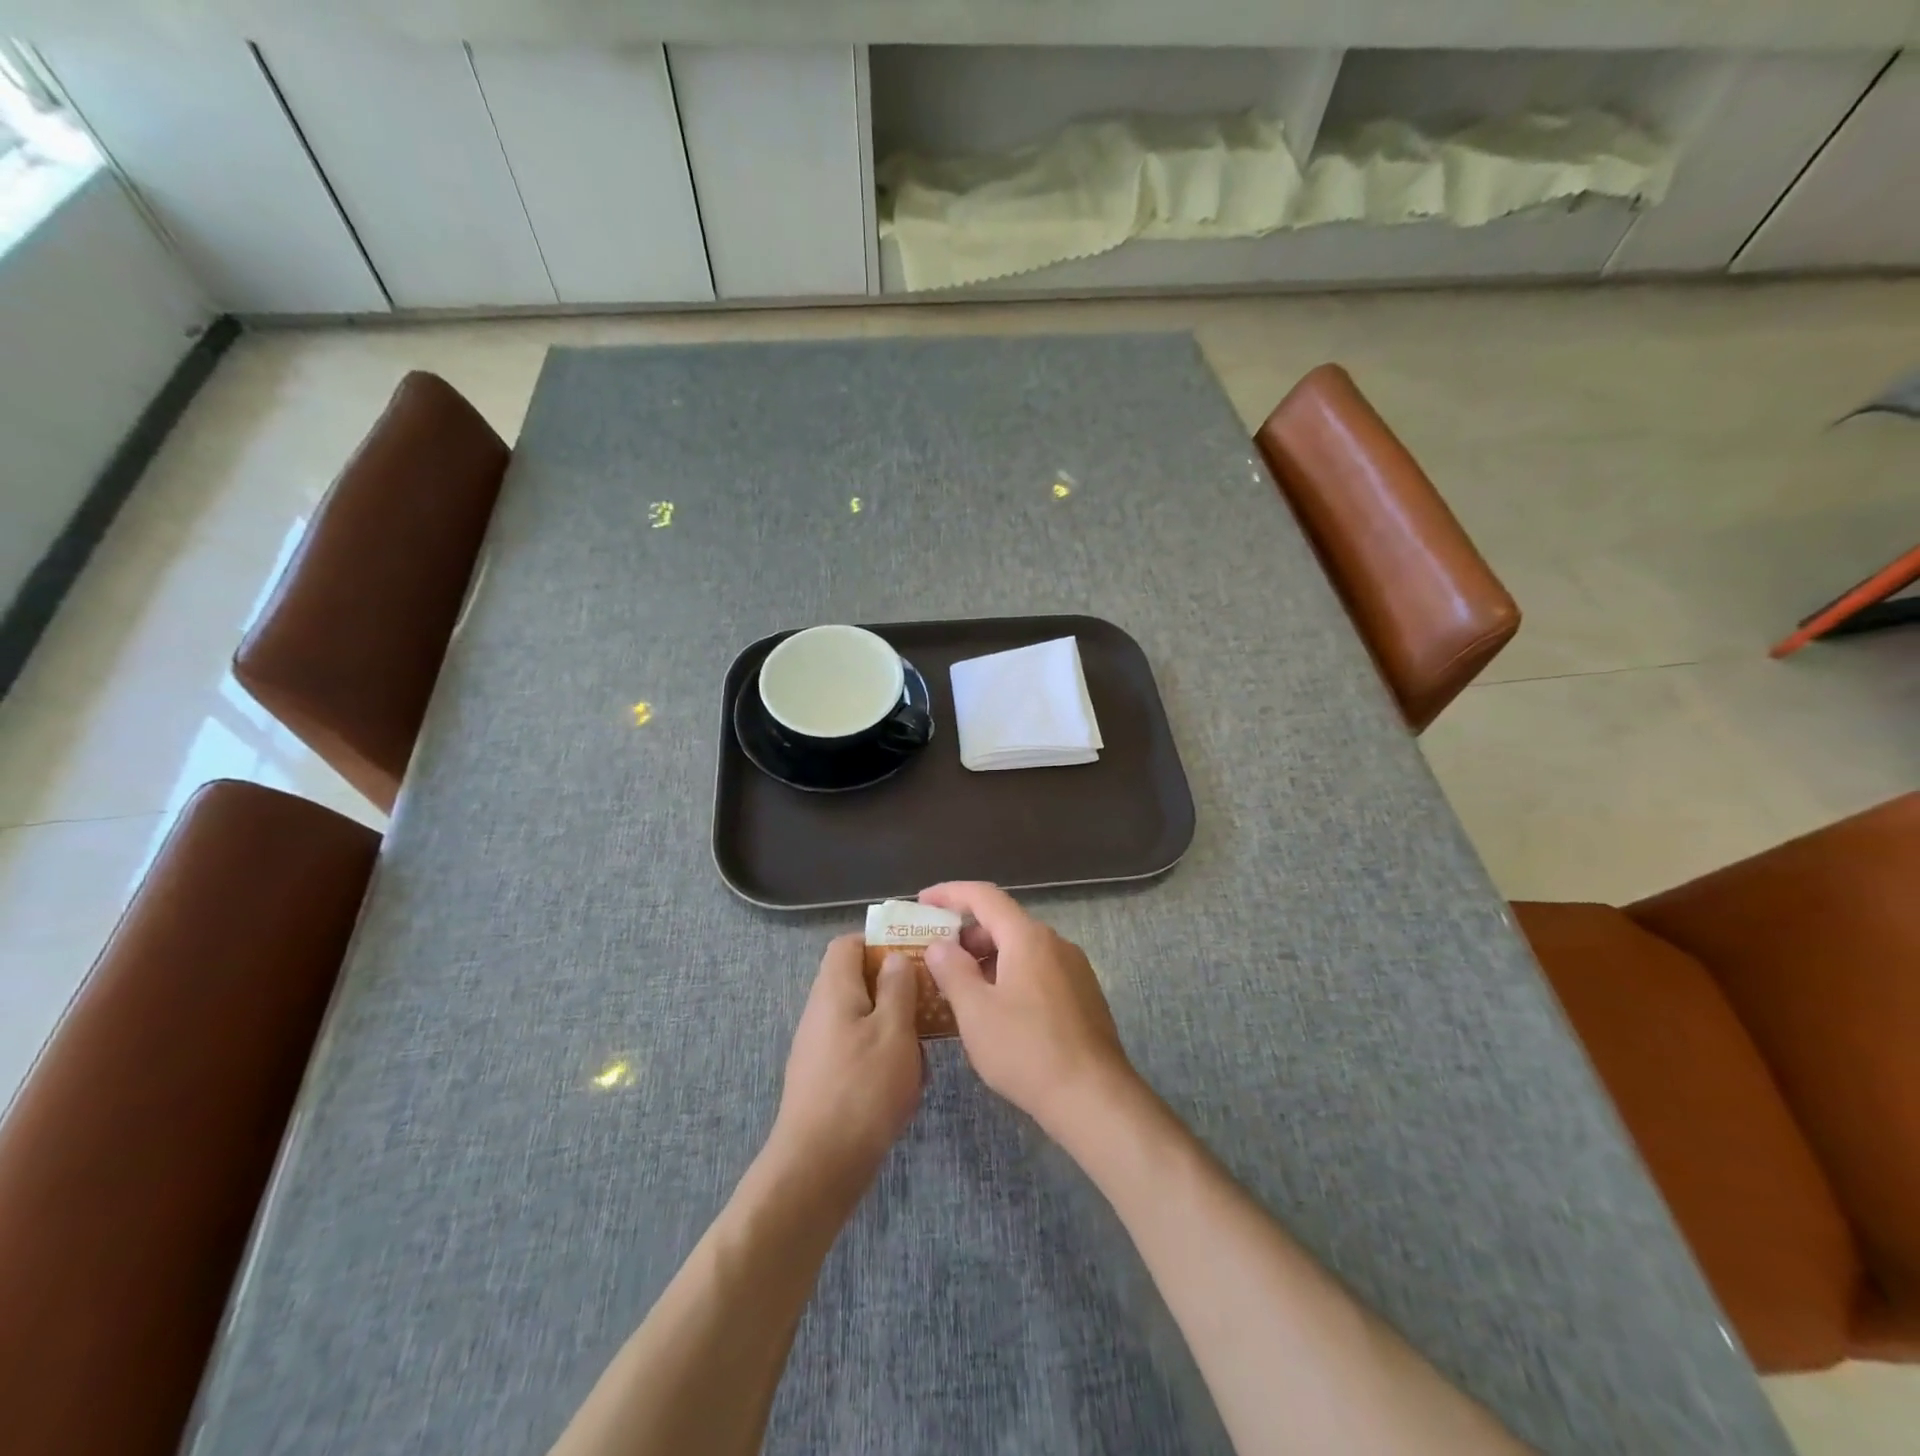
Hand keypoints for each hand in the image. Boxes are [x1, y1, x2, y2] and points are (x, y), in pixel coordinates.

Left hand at [768, 935, 923, 1195]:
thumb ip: (897, 988)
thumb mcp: (894, 1031)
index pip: (847, 944)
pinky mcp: (823, 1078)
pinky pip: (856, 1048)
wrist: (817, 1167)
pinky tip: (904, 1080)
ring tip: (923, 1044)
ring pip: (860, 1017)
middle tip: (928, 1000)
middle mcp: (820, 1012)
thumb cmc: (862, 1089)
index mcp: (833, 990)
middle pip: (855, 980)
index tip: (915, 955)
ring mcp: (818, 1047)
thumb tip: (894, 957)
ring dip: (892, 1023)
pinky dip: (881, 1052)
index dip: (879, 941)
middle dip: (894, 986)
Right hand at [919, 883, 1137, 1137]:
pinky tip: (996, 1010)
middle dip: (967, 935)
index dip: (950, 893)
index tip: (922, 901)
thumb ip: (952, 971)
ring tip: (961, 988)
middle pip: (1004, 923)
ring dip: (988, 960)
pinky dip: (1010, 976)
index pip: (984, 896)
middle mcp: (1055, 943)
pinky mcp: (1083, 996)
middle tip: (936, 957)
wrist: (1094, 1097)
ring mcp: (1074, 969)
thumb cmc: (1026, 1050)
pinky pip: (1038, 971)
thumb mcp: (975, 1012)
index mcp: (1028, 937)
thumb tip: (940, 945)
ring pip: (1022, 950)